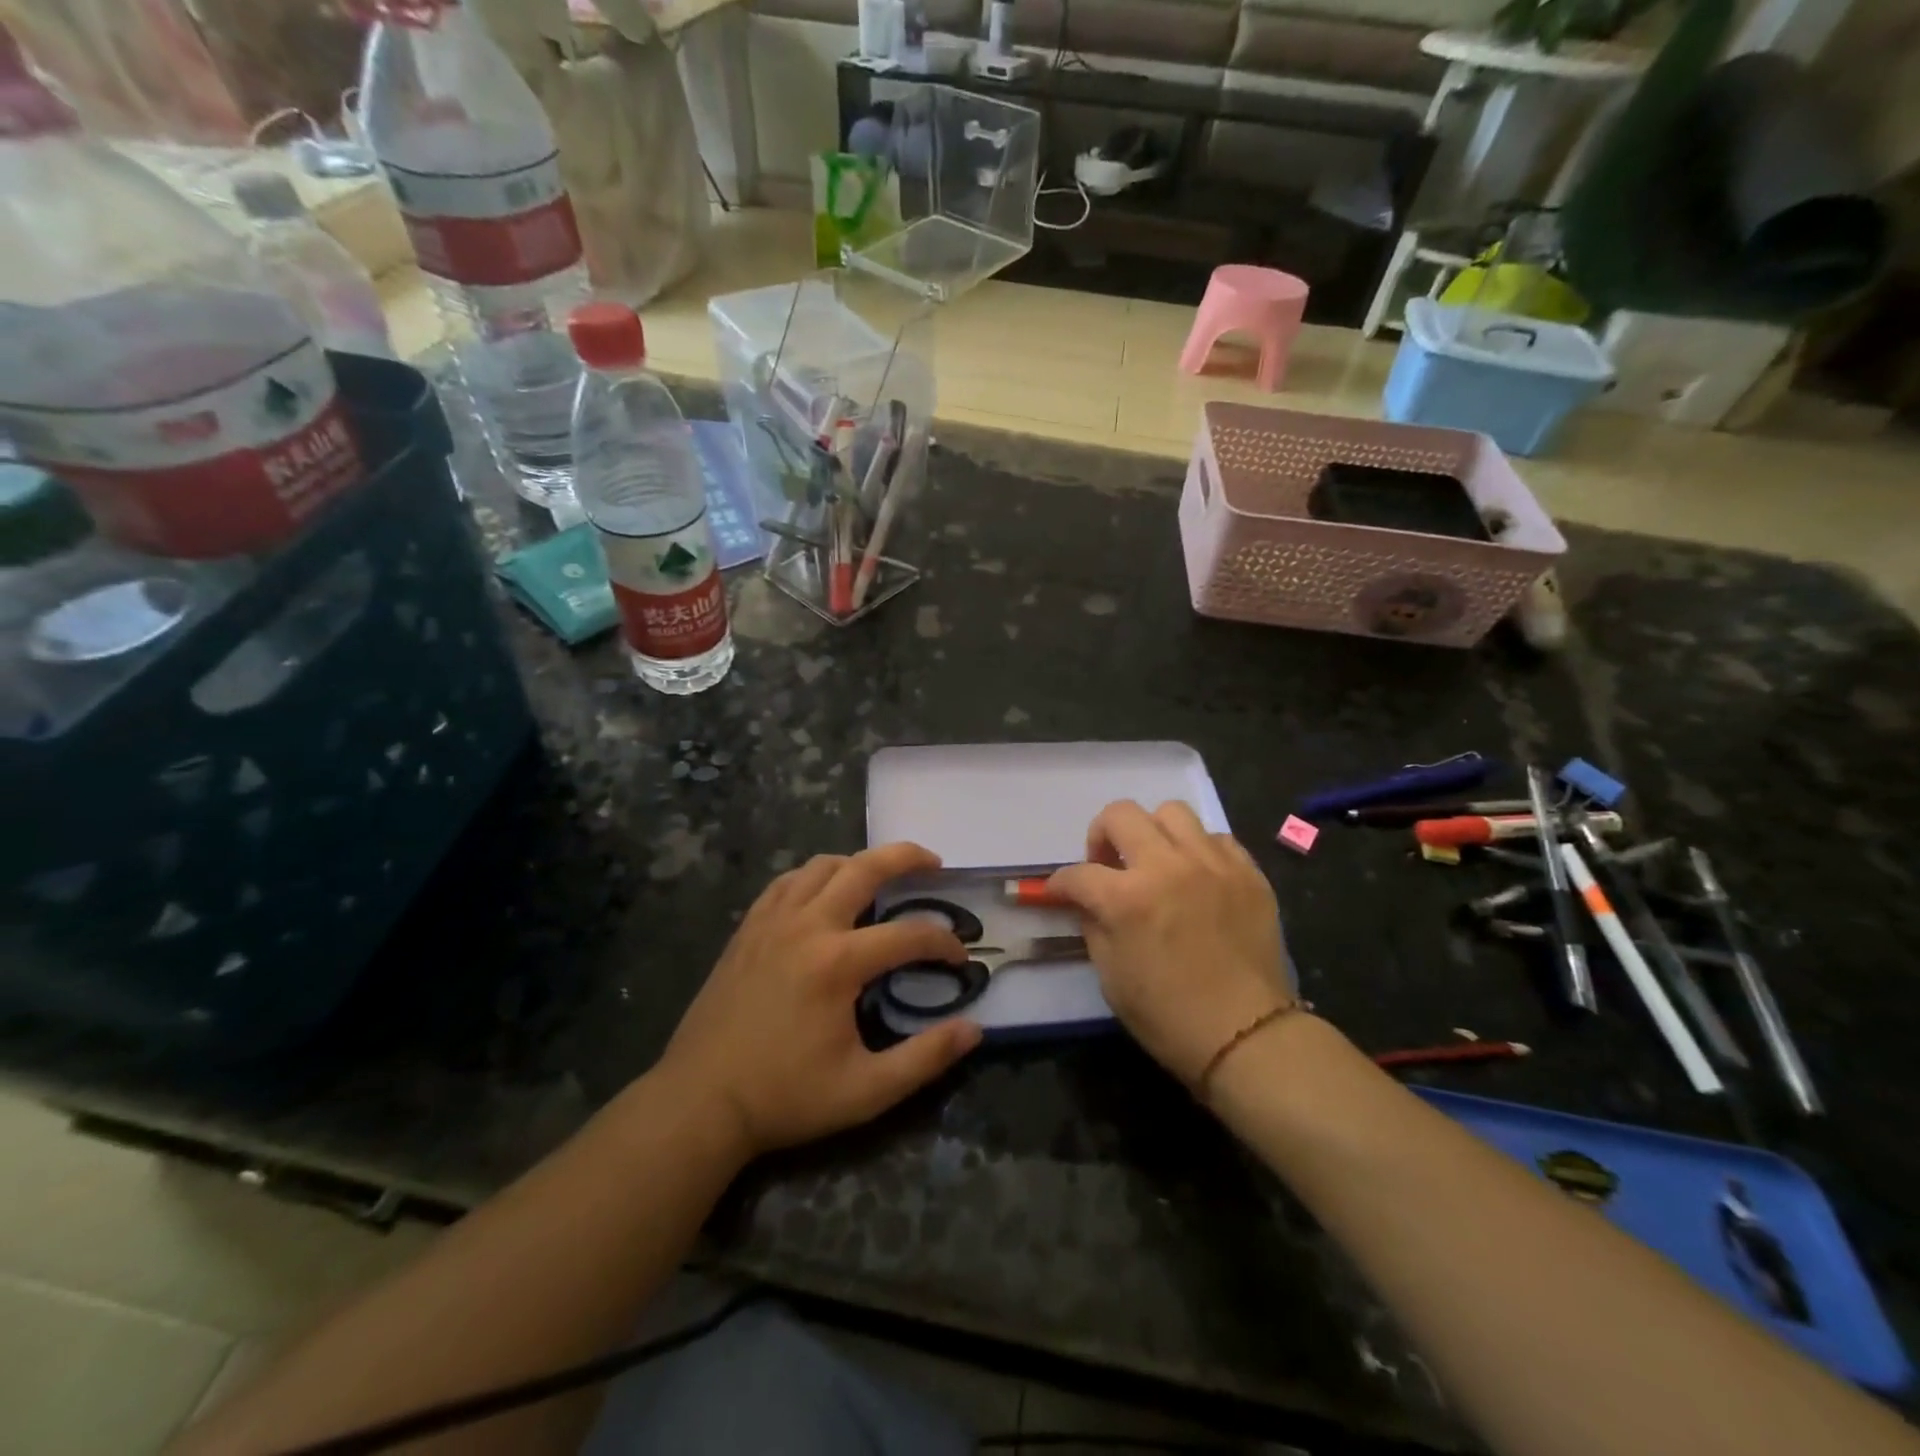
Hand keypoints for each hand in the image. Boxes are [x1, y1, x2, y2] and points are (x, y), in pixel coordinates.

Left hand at [655, 843, 982, 1158]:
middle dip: (906, 857)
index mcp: (837, 963)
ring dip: (859, 862)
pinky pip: (787, 882)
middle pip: (864, 868)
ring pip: (822, 865)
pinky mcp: (748, 928)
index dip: (943, 942)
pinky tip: (824, 892)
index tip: (960, 958)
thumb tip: (974, 1029)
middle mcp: (806, 926)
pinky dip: (815, 875)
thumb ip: (925, 1058)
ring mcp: (772, 921)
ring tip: (882, 877)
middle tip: (934, 862)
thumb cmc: (786, 1097)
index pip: (908, 935)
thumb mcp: (865, 1091)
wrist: (700, 1101)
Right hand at [1047, 800, 1291, 1086]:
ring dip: (1153, 832)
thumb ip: (1094, 926)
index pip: (1078, 873)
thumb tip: (1089, 901)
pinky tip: (1197, 877)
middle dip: (1102, 834)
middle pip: (1121, 814)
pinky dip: (1198, 850)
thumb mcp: (1111, 977)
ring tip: (1156, 861)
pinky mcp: (1248, 872)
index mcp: (1127, 899)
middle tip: (1108, 863)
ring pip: (1172, 812)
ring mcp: (1213, 864)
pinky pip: (1216, 838)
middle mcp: (1168, 867)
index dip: (1061, 883)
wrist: (1247, 1036)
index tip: (1061, 891)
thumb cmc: (1169, 1016)